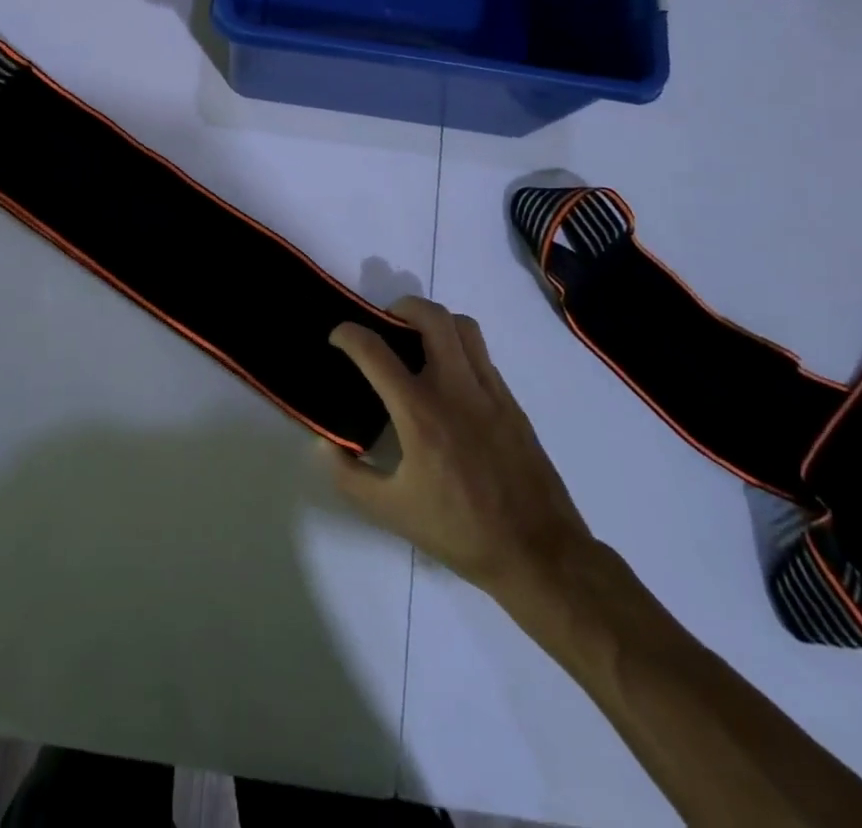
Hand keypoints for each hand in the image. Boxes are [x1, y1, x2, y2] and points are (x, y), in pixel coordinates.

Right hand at [323, 298, 598, 613]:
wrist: (539, 553)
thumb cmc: (459, 531)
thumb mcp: (390, 512)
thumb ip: (348, 476)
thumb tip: (323, 444)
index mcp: (419, 412)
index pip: (375, 352)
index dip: (348, 334)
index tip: (338, 336)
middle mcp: (455, 388)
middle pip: (431, 317)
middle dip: (402, 307)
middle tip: (385, 325)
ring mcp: (489, 391)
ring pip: (463, 327)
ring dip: (435, 321)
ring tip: (418, 341)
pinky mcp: (511, 402)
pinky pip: (482, 354)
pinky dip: (459, 347)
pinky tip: (449, 378)